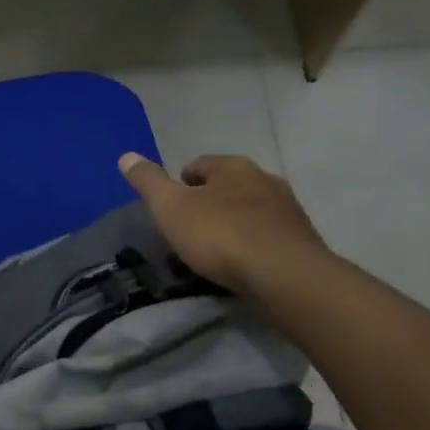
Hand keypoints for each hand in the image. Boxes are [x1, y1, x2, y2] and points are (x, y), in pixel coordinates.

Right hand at [119, 153, 326, 292]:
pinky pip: (270, 234)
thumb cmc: (221, 235)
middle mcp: (264, 178)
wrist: (284, 274)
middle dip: (212, 201)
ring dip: (236, 221)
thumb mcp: (172, 209)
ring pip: (253, 209)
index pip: (201, 164)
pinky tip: (246, 262)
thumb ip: (149, 182)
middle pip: (230, 185)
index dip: (183, 182)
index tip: (173, 204)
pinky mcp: (302, 238)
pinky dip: (256, 242)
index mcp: (232, 166)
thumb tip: (126, 156)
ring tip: (219, 248)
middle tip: (193, 227)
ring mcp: (288, 208)